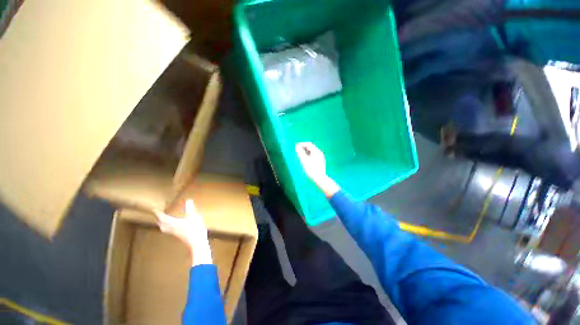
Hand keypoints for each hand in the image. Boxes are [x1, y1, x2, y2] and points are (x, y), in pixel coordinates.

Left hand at [155, 200, 212, 266]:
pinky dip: (167, 227)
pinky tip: (173, 226)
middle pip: (161, 224)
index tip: (154, 210)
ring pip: (165, 228)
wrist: (197, 242)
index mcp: (174, 223)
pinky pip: (169, 230)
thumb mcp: (194, 217)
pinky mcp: (178, 235)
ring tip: (162, 220)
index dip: (158, 214)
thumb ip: (190, 208)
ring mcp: (175, 233)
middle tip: (157, 215)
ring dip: (162, 224)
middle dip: (158, 219)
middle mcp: (172, 228)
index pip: (163, 218)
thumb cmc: (195, 229)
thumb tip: (188, 200)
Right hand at [295, 142, 326, 182]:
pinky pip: (312, 155)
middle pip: (310, 147)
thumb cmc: (311, 169)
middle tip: (296, 150)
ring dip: (305, 151)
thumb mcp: (304, 160)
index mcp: (316, 151)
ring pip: (311, 151)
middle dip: (303, 147)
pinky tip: (304, 159)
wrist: (319, 178)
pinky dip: (307, 155)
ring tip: (299, 154)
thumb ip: (300, 152)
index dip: (301, 144)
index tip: (295, 146)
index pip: (308, 144)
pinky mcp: (319, 161)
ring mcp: (320, 156)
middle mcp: (319, 152)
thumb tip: (296, 146)